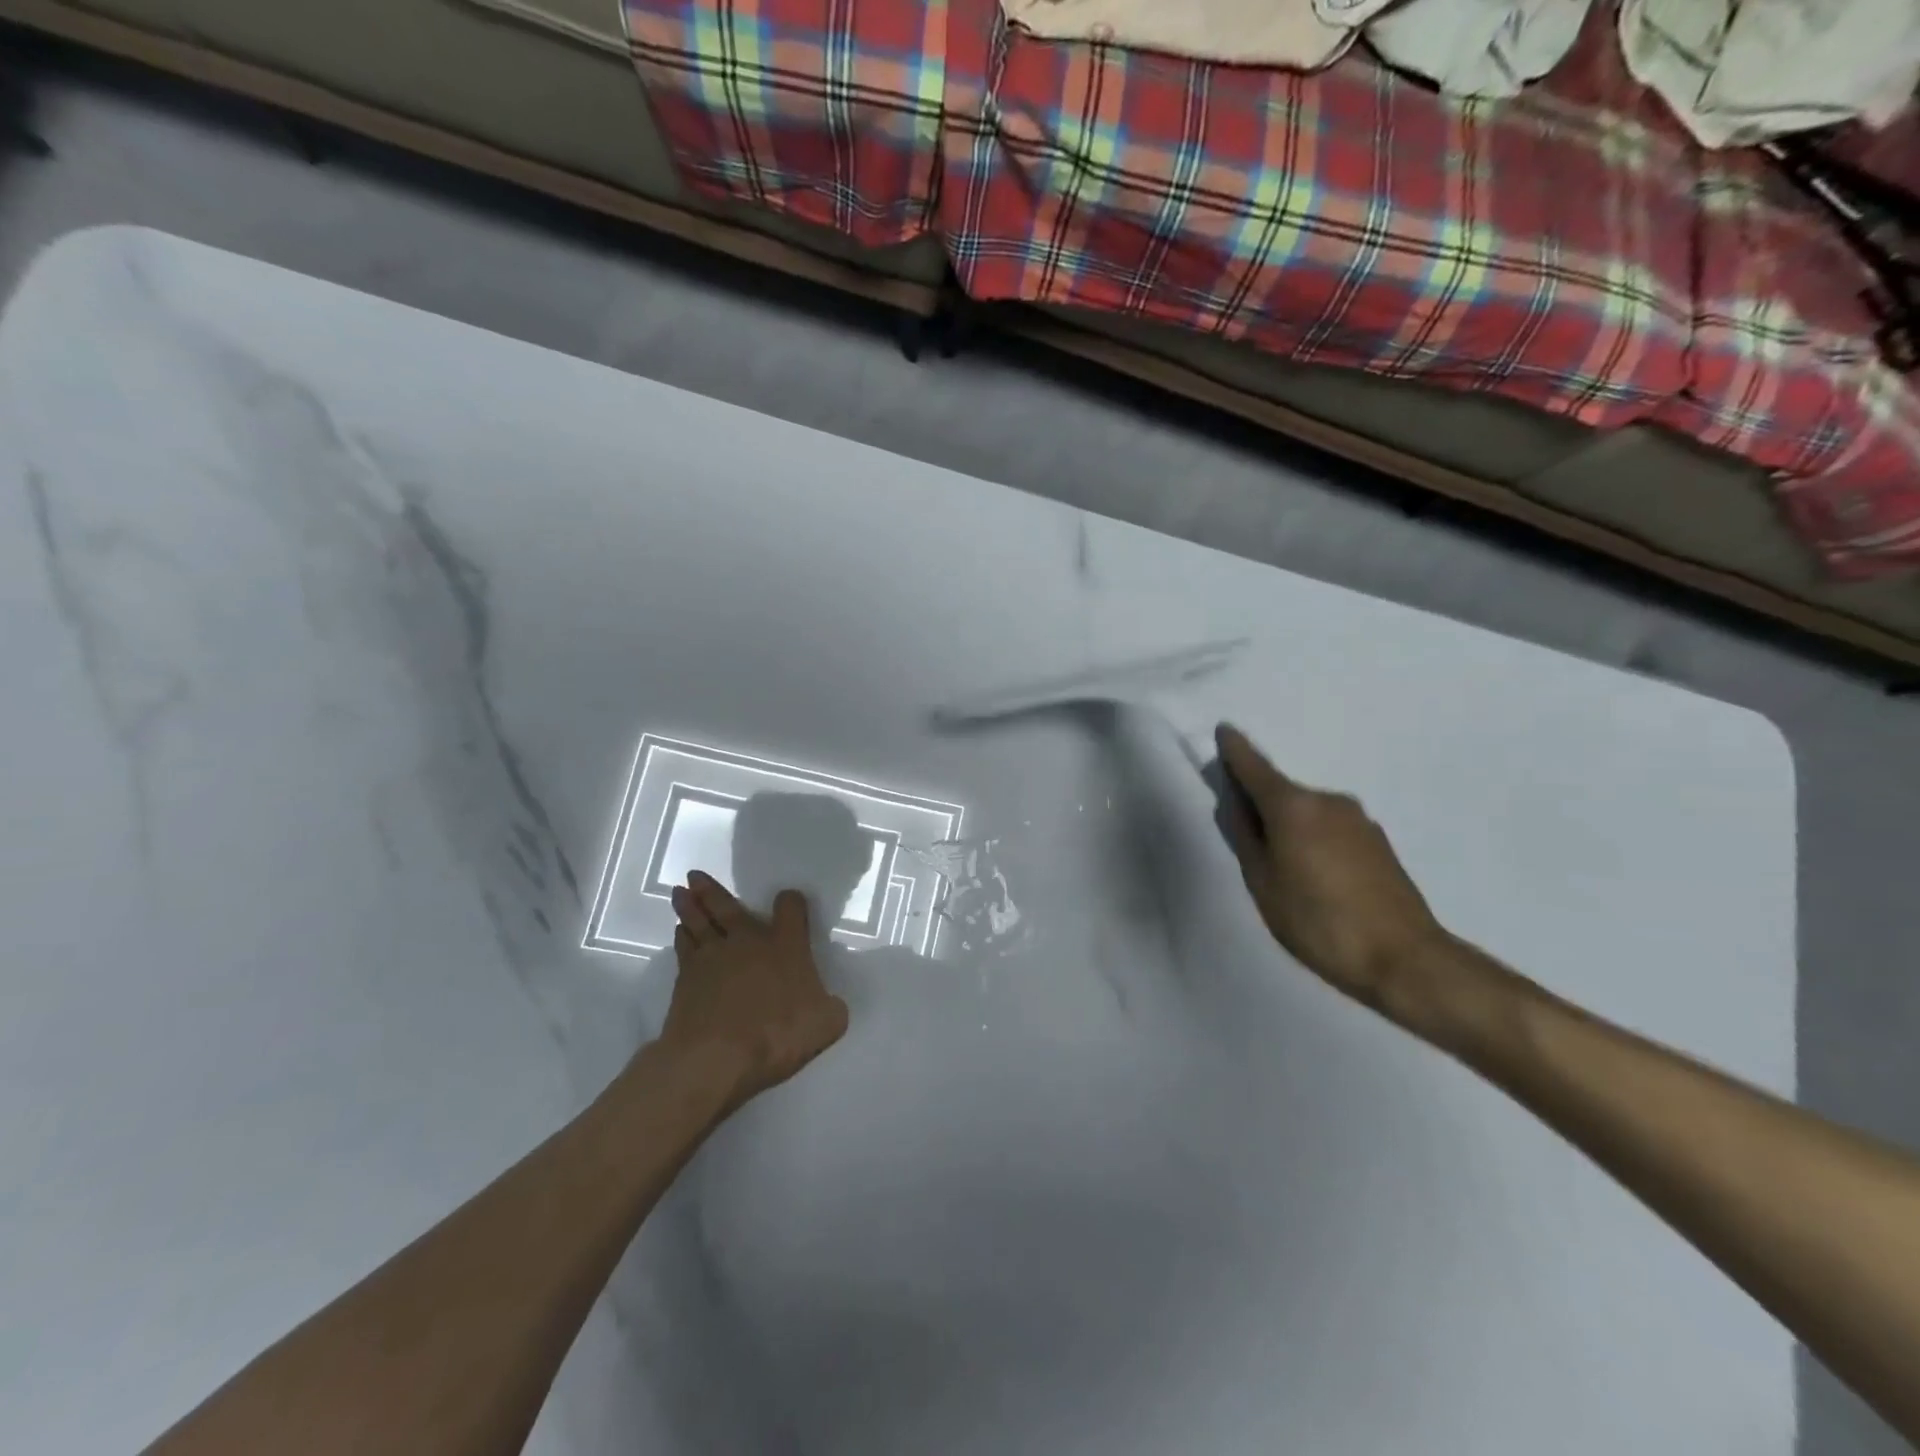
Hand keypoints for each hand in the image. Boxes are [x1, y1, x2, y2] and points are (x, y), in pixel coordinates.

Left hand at [663, 871, 849, 1110]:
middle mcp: (748, 941)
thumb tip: (830, 1004)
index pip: (791, 908)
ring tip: (681, 893)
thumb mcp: (827, 1024)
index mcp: (786, 945)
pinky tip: (680, 933)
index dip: (791, 902)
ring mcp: (713, 957)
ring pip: (698, 922)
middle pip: (728, 907)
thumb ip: (831, 1008)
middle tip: (695, 875)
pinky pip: (684, 948)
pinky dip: (682, 937)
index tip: (789, 901)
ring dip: (690, 906)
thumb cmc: (777, 1034)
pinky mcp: (686, 979)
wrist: (716, 1057)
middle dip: (713, 890)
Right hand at [1214, 724, 1447, 1014]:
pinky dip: (1312, 837)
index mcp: (1293, 806)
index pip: (1253, 766)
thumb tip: (1235, 804)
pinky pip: (1329, 826)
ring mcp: (1357, 819)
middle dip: (1258, 801)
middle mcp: (1327, 800)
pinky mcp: (1377, 840)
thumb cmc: (1318, 922)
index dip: (1234, 749)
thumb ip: (1244, 836)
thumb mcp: (1262, 883)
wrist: (1404, 958)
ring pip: (1306, 811)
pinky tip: (1313, 874)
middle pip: (1280, 790)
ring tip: (1280, 866)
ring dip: (1288, 824)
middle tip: (1243, 834)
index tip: (1223, 731)